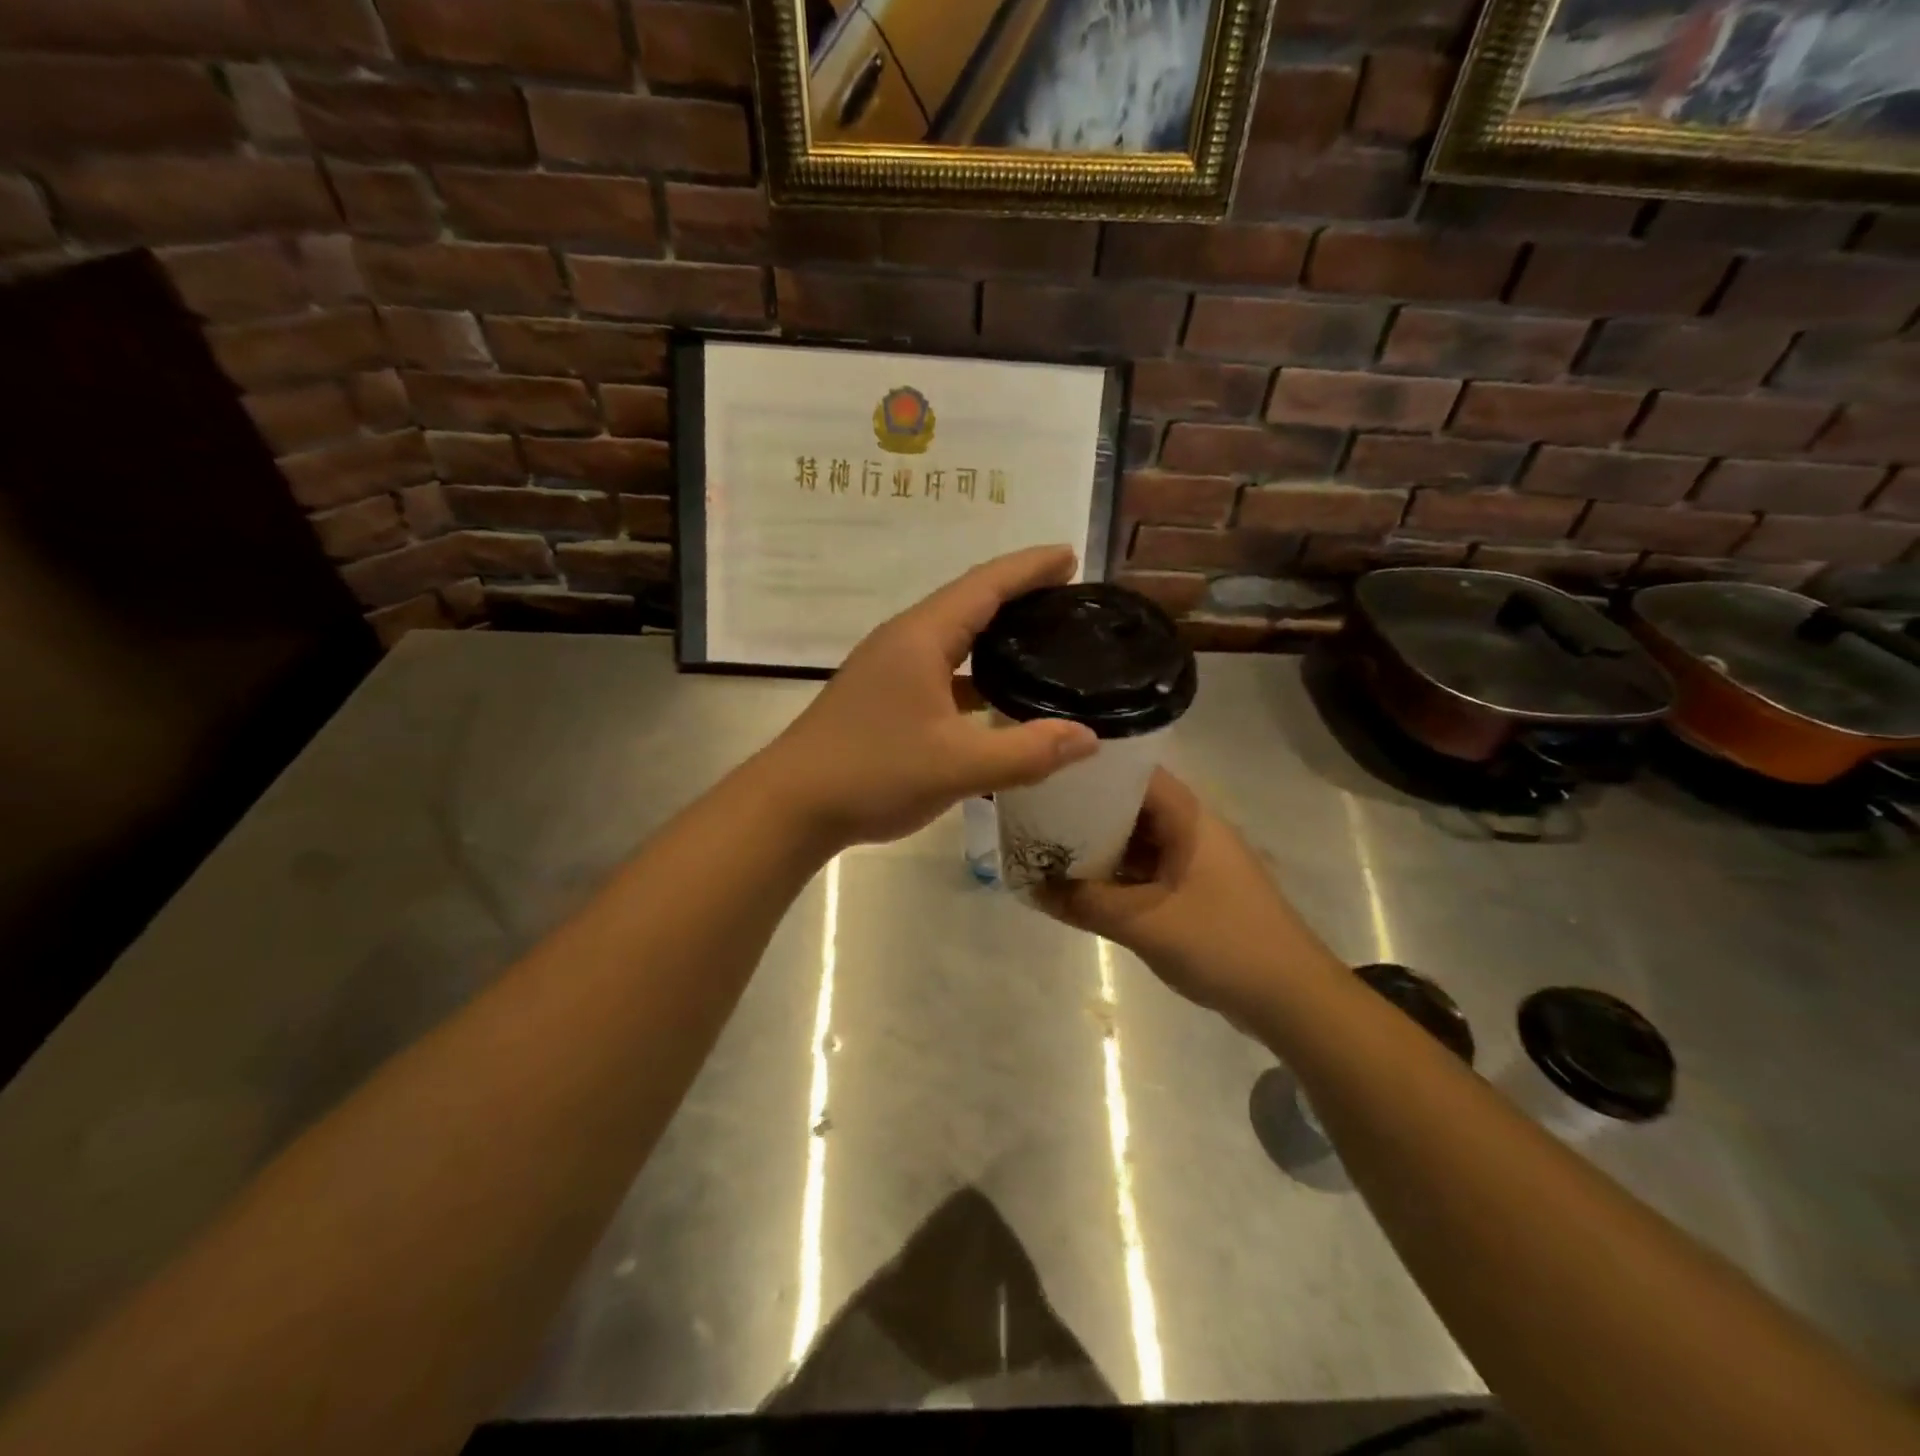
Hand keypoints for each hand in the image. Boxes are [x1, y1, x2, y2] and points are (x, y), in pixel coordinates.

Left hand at [758, 546, 1099, 849]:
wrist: (792, 804)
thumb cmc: (873, 773)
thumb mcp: (958, 766)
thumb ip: (1026, 751)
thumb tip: (1089, 736)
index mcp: (922, 638)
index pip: (985, 585)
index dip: (1030, 567)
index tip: (1071, 556)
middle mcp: (903, 641)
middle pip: (968, 601)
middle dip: (1018, 591)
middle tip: (1066, 594)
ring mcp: (888, 668)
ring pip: (952, 636)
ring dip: (994, 632)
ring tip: (1040, 637)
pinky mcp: (882, 695)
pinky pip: (939, 668)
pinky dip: (973, 671)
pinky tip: (995, 695)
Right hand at [1034, 769, 1339, 1028]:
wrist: (1292, 1000)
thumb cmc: (1223, 944)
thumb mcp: (1145, 923)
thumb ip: (1086, 903)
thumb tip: (1032, 887)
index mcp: (1189, 820)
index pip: (1135, 775)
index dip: (1092, 771)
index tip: (1047, 776)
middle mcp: (1192, 831)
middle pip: (1131, 808)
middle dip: (1086, 813)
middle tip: (1035, 816)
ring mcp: (1194, 863)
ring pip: (1137, 843)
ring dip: (1099, 848)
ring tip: (1047, 849)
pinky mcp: (1194, 892)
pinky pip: (1146, 872)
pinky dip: (1116, 876)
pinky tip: (1080, 887)